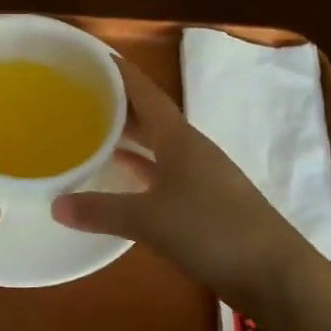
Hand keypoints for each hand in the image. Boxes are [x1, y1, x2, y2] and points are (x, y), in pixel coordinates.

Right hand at [53, 58, 316, 309]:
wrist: (274, 273)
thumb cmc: (212, 230)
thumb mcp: (149, 219)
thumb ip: (102, 210)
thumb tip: (55, 204)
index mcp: (180, 138)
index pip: (146, 93)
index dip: (121, 74)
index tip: (93, 56)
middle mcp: (191, 150)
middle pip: (151, 118)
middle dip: (118, 105)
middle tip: (80, 95)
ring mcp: (201, 178)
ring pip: (157, 148)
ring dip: (129, 139)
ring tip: (93, 132)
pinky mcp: (205, 205)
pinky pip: (163, 176)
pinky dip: (140, 172)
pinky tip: (123, 178)